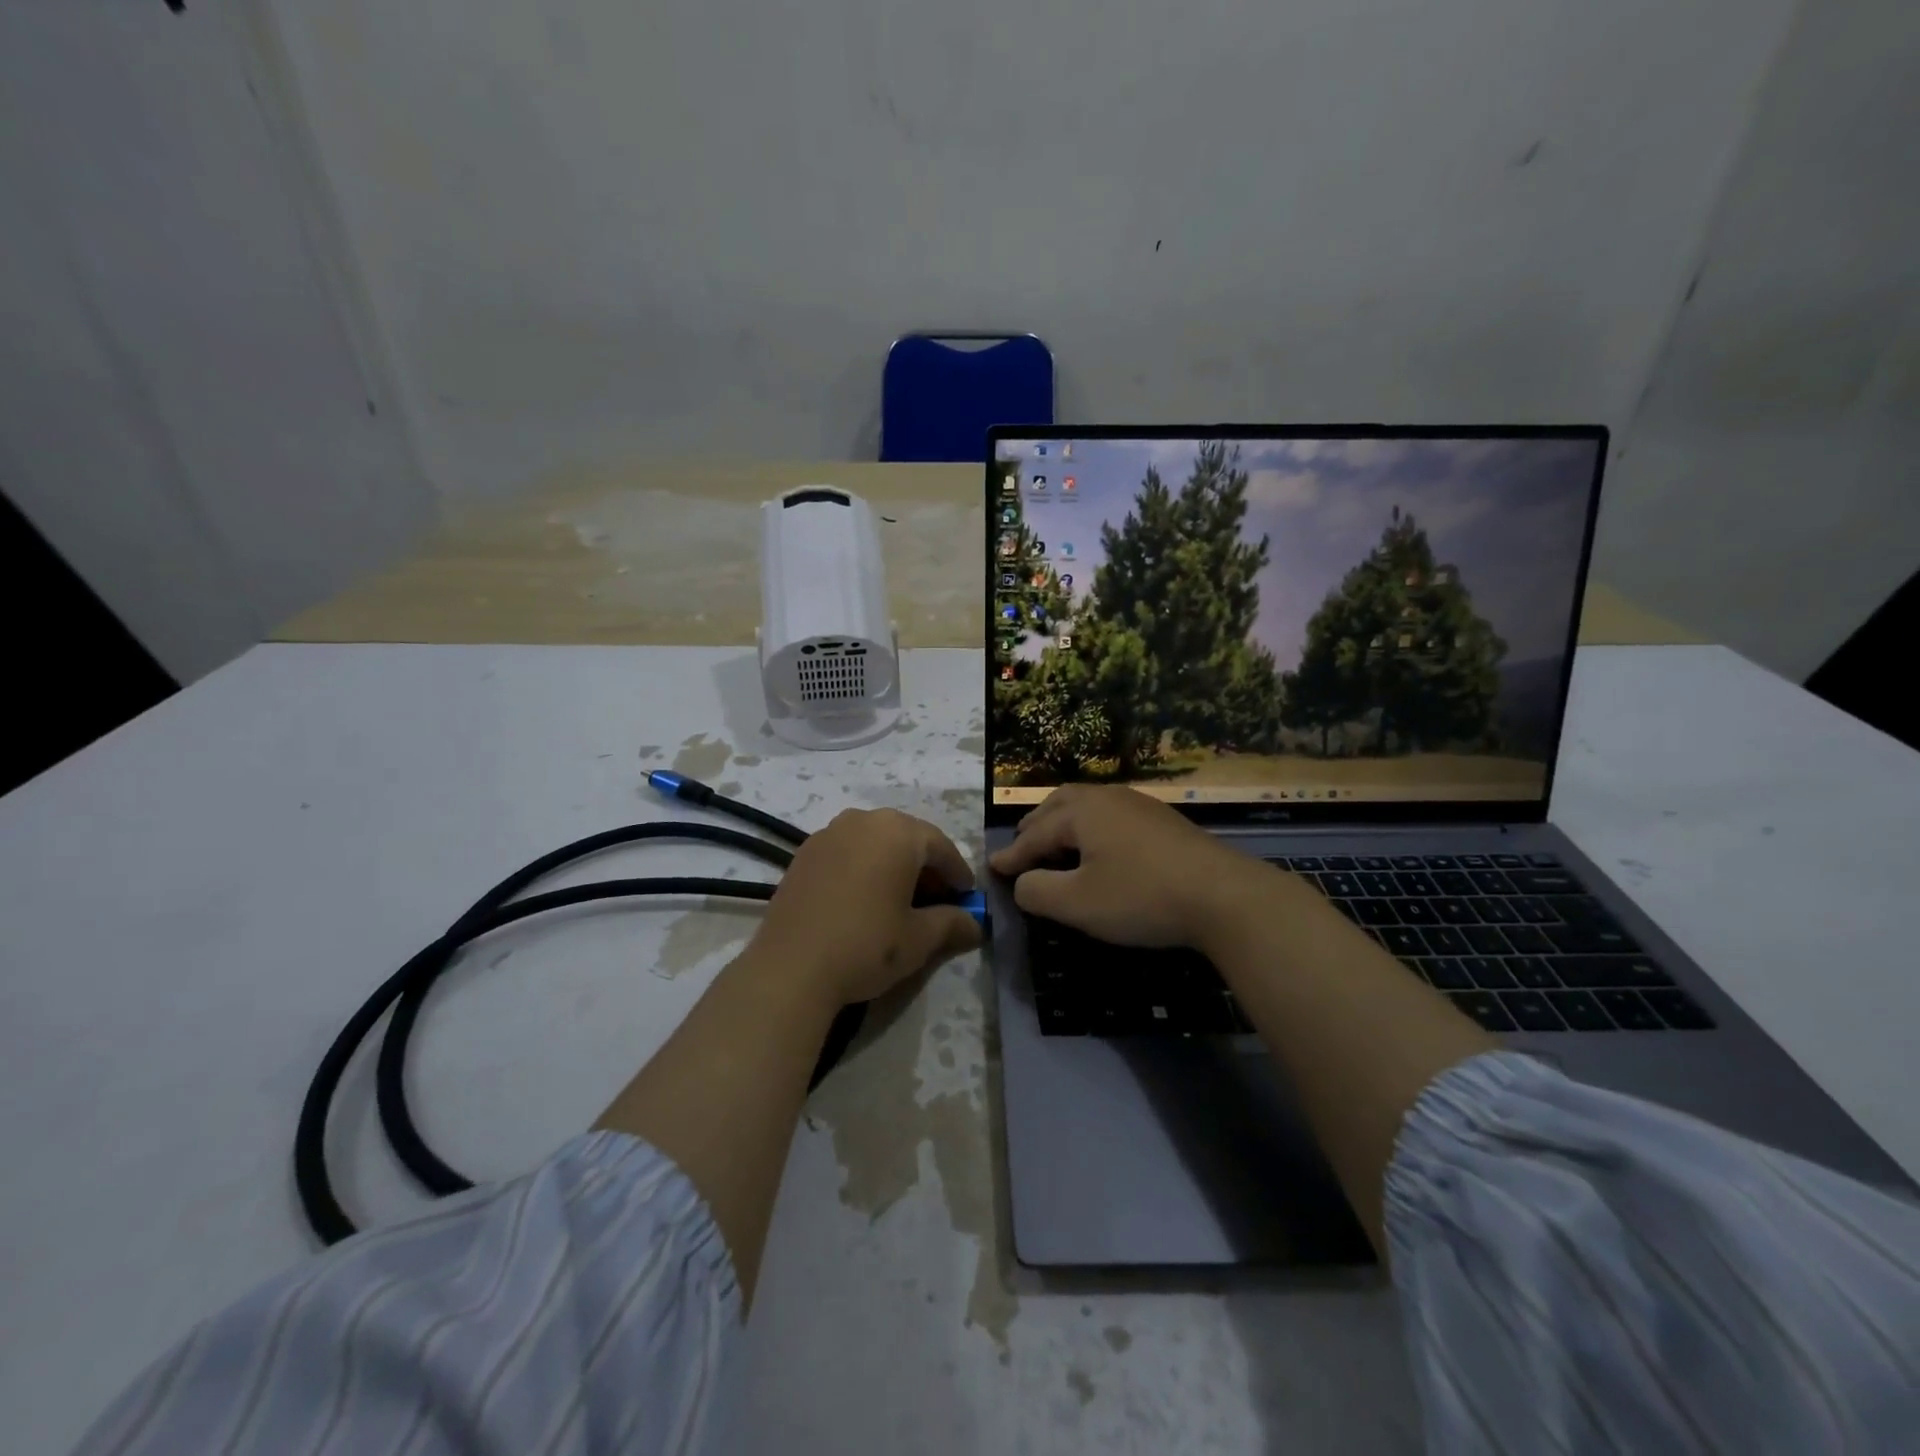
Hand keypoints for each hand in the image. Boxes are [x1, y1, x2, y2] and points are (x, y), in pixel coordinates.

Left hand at [751, 808, 981, 1004]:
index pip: (941, 847)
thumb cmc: (867, 945)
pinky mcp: (805, 852)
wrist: (791, 968)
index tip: (967, 899)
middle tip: (937, 901)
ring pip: (875, 842)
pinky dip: (863, 867)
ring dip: (893, 865)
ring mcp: (830, 832)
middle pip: (908, 838)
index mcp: (899, 832)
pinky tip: (864, 899)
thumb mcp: (919, 939)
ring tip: (899, 900)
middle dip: (926, 867)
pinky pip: (847, 851)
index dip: (958, 874)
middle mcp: (864, 820)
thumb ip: (952, 923)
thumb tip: (976, 924)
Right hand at [988, 785, 1277, 947]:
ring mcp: (1139, 805)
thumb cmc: (1141, 897)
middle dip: (1036, 827)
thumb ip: (1037, 891)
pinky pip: (1112, 816)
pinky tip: (1102, 849)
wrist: (1223, 896)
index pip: (1035, 834)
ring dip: (1065, 823)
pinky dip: (1092, 828)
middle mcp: (1108, 798)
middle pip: (1060, 804)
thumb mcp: (1078, 903)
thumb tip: (1022, 882)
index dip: (1012, 856)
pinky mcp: (1163, 821)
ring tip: (1057, 844)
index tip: (993, 869)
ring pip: (1088, 805)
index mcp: (1082, 812)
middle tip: (1023, 848)